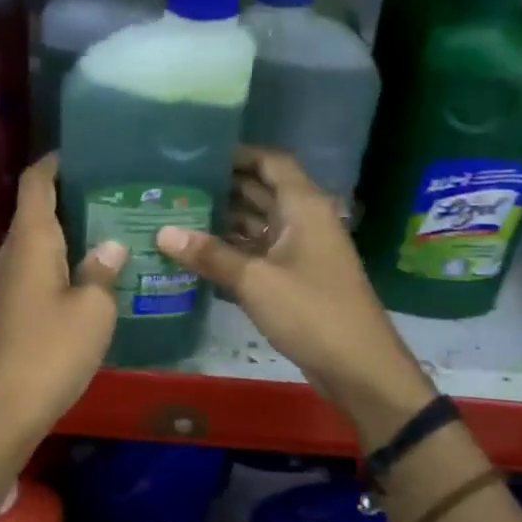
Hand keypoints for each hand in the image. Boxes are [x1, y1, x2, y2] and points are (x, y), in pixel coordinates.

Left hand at [0, 155, 125, 443]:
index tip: (85, 151)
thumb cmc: (53, 349)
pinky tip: (92, 265)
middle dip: (69, 191)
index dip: (55, 161)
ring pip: (38, 237)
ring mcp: (10, 278)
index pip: (35, 182)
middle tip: (113, 187)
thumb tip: (113, 244)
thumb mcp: (93, 308)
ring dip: (68, 225)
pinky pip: (38, 262)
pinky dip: (62, 253)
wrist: (9, 405)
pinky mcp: (14, 303)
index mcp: (32, 240)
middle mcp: (14, 251)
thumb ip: (103, 270)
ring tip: (110, 220)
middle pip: (36, 206)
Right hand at [156, 147, 433, 446]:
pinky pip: (259, 252)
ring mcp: (300, 250)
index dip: (238, 153)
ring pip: (258, 223)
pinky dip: (232, 249)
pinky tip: (197, 253)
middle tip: (176, 185)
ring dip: (224, 219)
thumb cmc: (312, 312)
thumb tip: (163, 232)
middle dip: (222, 187)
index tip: (197, 154)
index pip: (271, 162)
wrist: (358, 367)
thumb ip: (209, 255)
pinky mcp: (294, 278)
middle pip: (261, 190)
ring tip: (177, 214)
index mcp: (303, 206)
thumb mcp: (255, 281)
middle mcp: (303, 220)